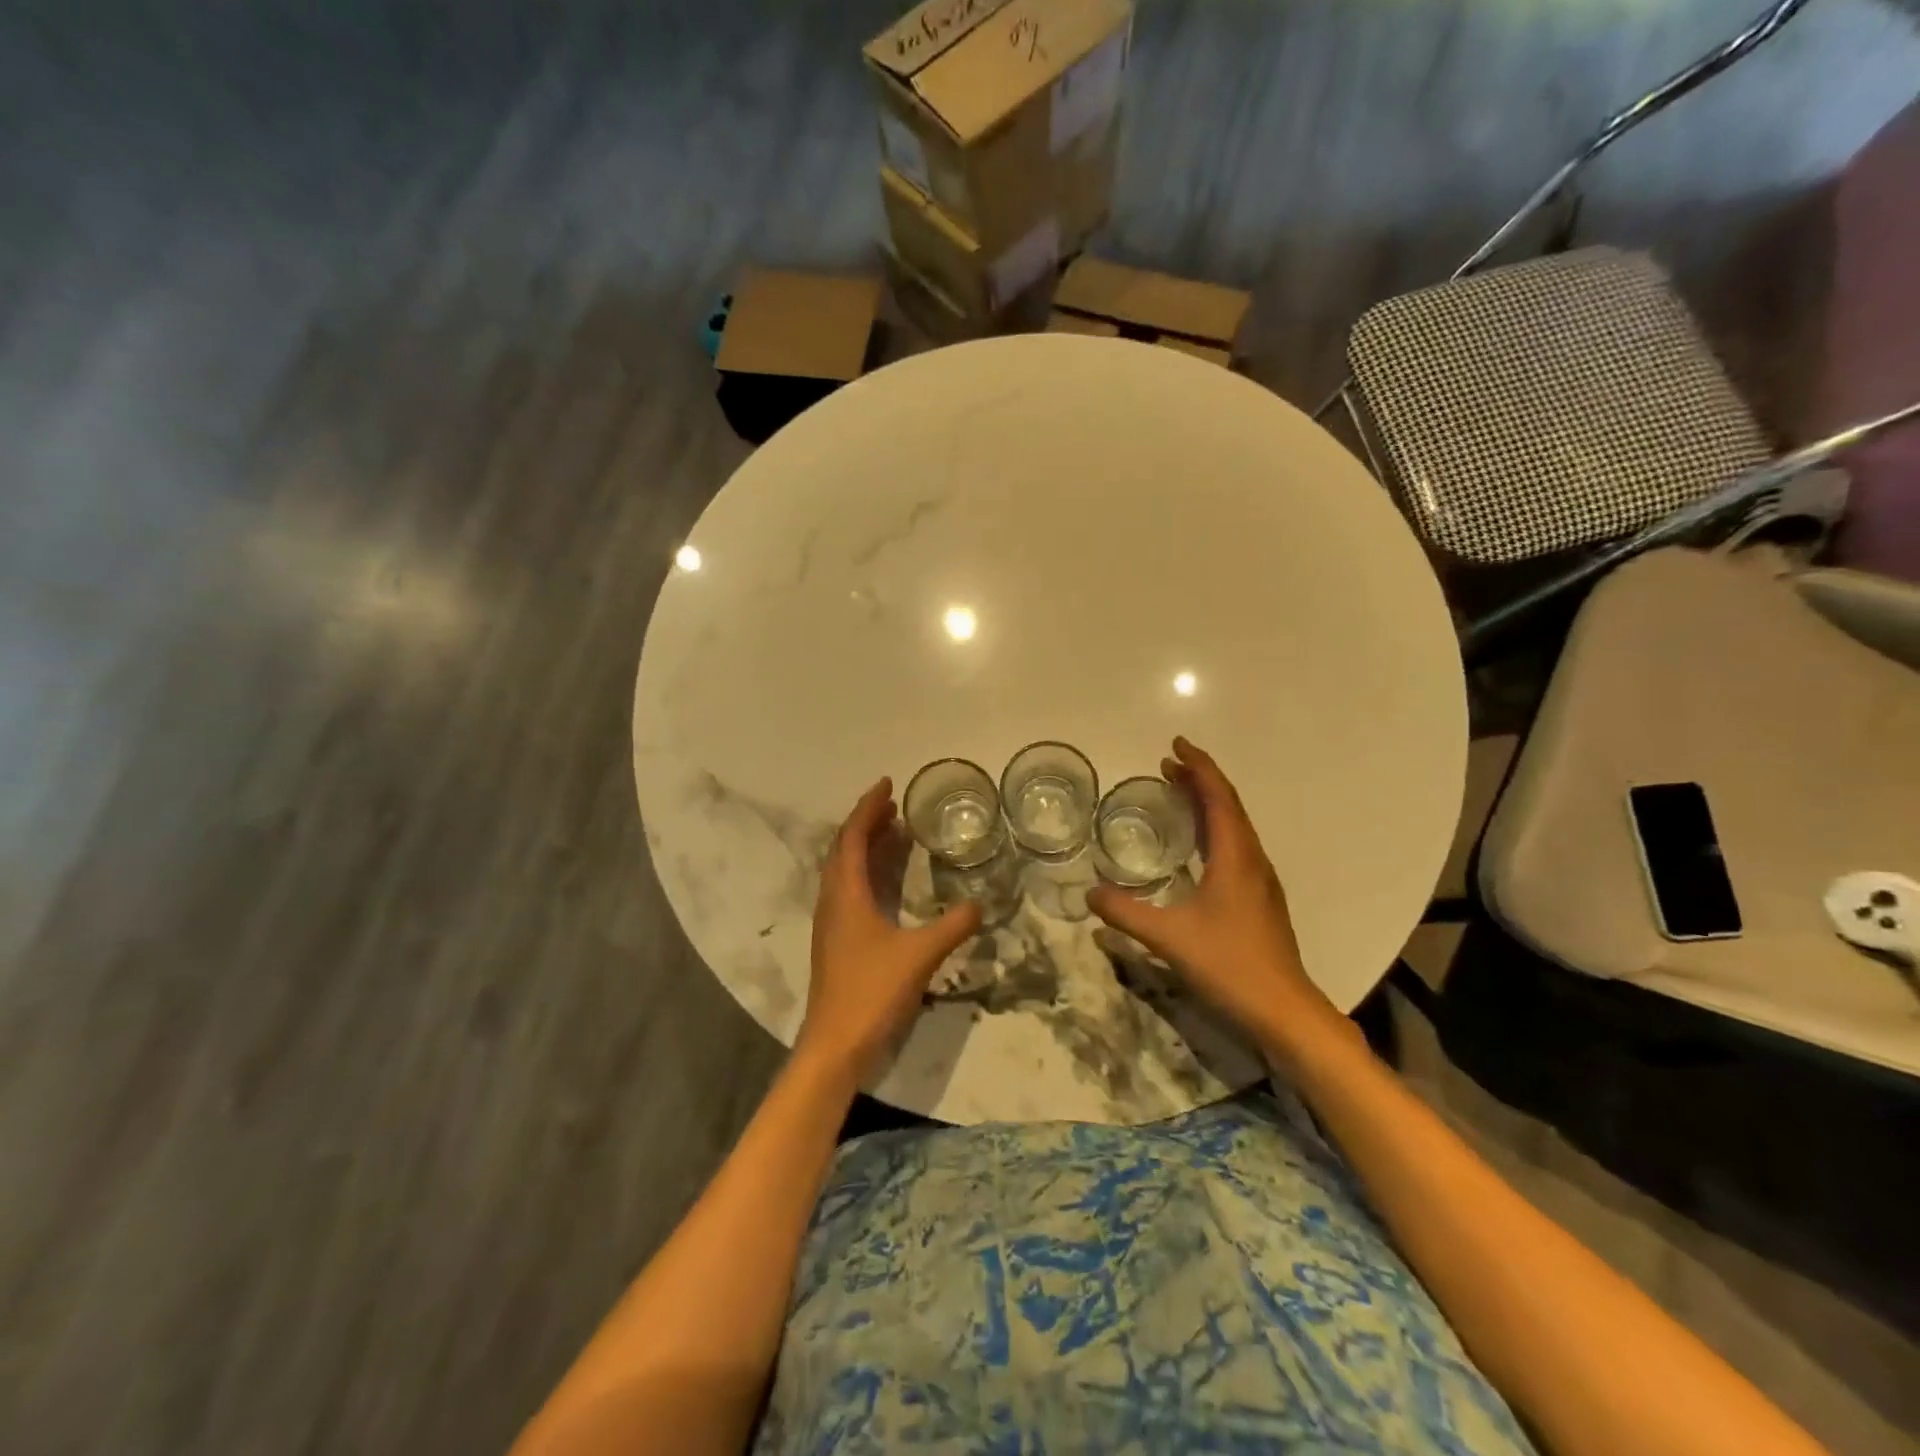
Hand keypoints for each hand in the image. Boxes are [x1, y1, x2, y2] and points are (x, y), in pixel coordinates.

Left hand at [798, 778, 981, 1083]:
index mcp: (846, 894)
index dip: (868, 807)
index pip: (853, 837)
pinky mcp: (837, 942)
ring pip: (845, 871)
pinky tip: (889, 884)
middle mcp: (833, 902)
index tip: (888, 784)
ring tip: (895, 833)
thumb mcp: (920, 955)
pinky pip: (850, 891)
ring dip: (867, 848)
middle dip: (868, 823)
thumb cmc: (871, 993)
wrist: (834, 1046)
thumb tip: (980, 903)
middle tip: (895, 806)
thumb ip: (952, 926)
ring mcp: (832, 923)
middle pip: (844, 849)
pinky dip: (868, 873)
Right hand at [1087, 738, 1333, 1040]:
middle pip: (1228, 805)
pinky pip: (1235, 846)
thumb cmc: (1229, 964)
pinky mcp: (1259, 898)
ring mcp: (1260, 880)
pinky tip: (1197, 846)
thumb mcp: (1168, 937)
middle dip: (1200, 780)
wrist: (1283, 1009)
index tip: (1175, 745)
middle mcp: (1252, 860)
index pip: (1218, 797)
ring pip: (1234, 826)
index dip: (1198, 766)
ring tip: (1179, 793)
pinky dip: (1214, 829)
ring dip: (1208, 803)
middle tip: (1168, 765)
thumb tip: (1089, 894)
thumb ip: (1125, 914)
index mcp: (1235, 857)